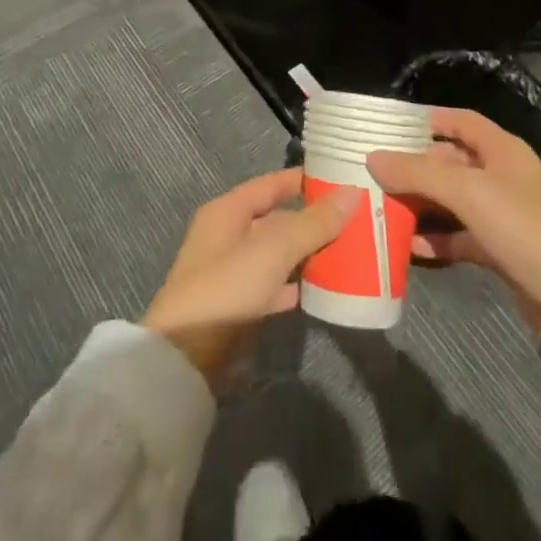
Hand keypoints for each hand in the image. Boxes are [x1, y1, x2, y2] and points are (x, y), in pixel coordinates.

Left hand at [142, 169, 355, 387]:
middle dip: (313, 220)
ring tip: (348, 252)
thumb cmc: (227, 289)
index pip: (273, 183)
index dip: (305, 179)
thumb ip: (313, 222)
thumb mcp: (273, 249)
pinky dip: (297, 285)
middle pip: (277, 219)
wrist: (185, 362)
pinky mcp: (237, 308)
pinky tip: (323, 290)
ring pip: (278, 254)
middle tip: (356, 220)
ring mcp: (231, 274)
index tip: (343, 179)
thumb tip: (352, 192)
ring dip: (308, 253)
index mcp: (228, 211)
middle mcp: (228, 236)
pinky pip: (275, 286)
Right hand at [367, 109, 540, 372]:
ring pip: (452, 201)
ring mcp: (501, 215)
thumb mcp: (469, 193)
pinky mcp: (500, 250)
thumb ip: (419, 173)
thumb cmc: (525, 228)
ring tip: (381, 209)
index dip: (426, 120)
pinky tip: (408, 248)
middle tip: (374, 174)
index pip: (459, 121)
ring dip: (421, 205)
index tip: (389, 128)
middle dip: (415, 167)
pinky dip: (436, 240)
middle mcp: (500, 176)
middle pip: (450, 162)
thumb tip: (374, 157)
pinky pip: (459, 237)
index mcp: (500, 150)